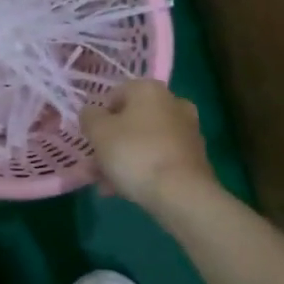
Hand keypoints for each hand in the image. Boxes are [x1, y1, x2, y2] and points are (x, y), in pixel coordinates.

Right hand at [81, 79, 215, 214]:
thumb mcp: (98, 132)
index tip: (89, 139)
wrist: (181, 193)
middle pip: (130, 121)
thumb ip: (89, 117)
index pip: (114, 95)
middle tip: (92, 167)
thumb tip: (91, 112)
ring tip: (104, 186)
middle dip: (109, 144)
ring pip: (143, 143)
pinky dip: (142, 170)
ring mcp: (187, 131)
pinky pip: (158, 159)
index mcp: (149, 89)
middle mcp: (172, 103)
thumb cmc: (134, 153)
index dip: (97, 117)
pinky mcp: (194, 157)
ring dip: (122, 160)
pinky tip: (125, 191)